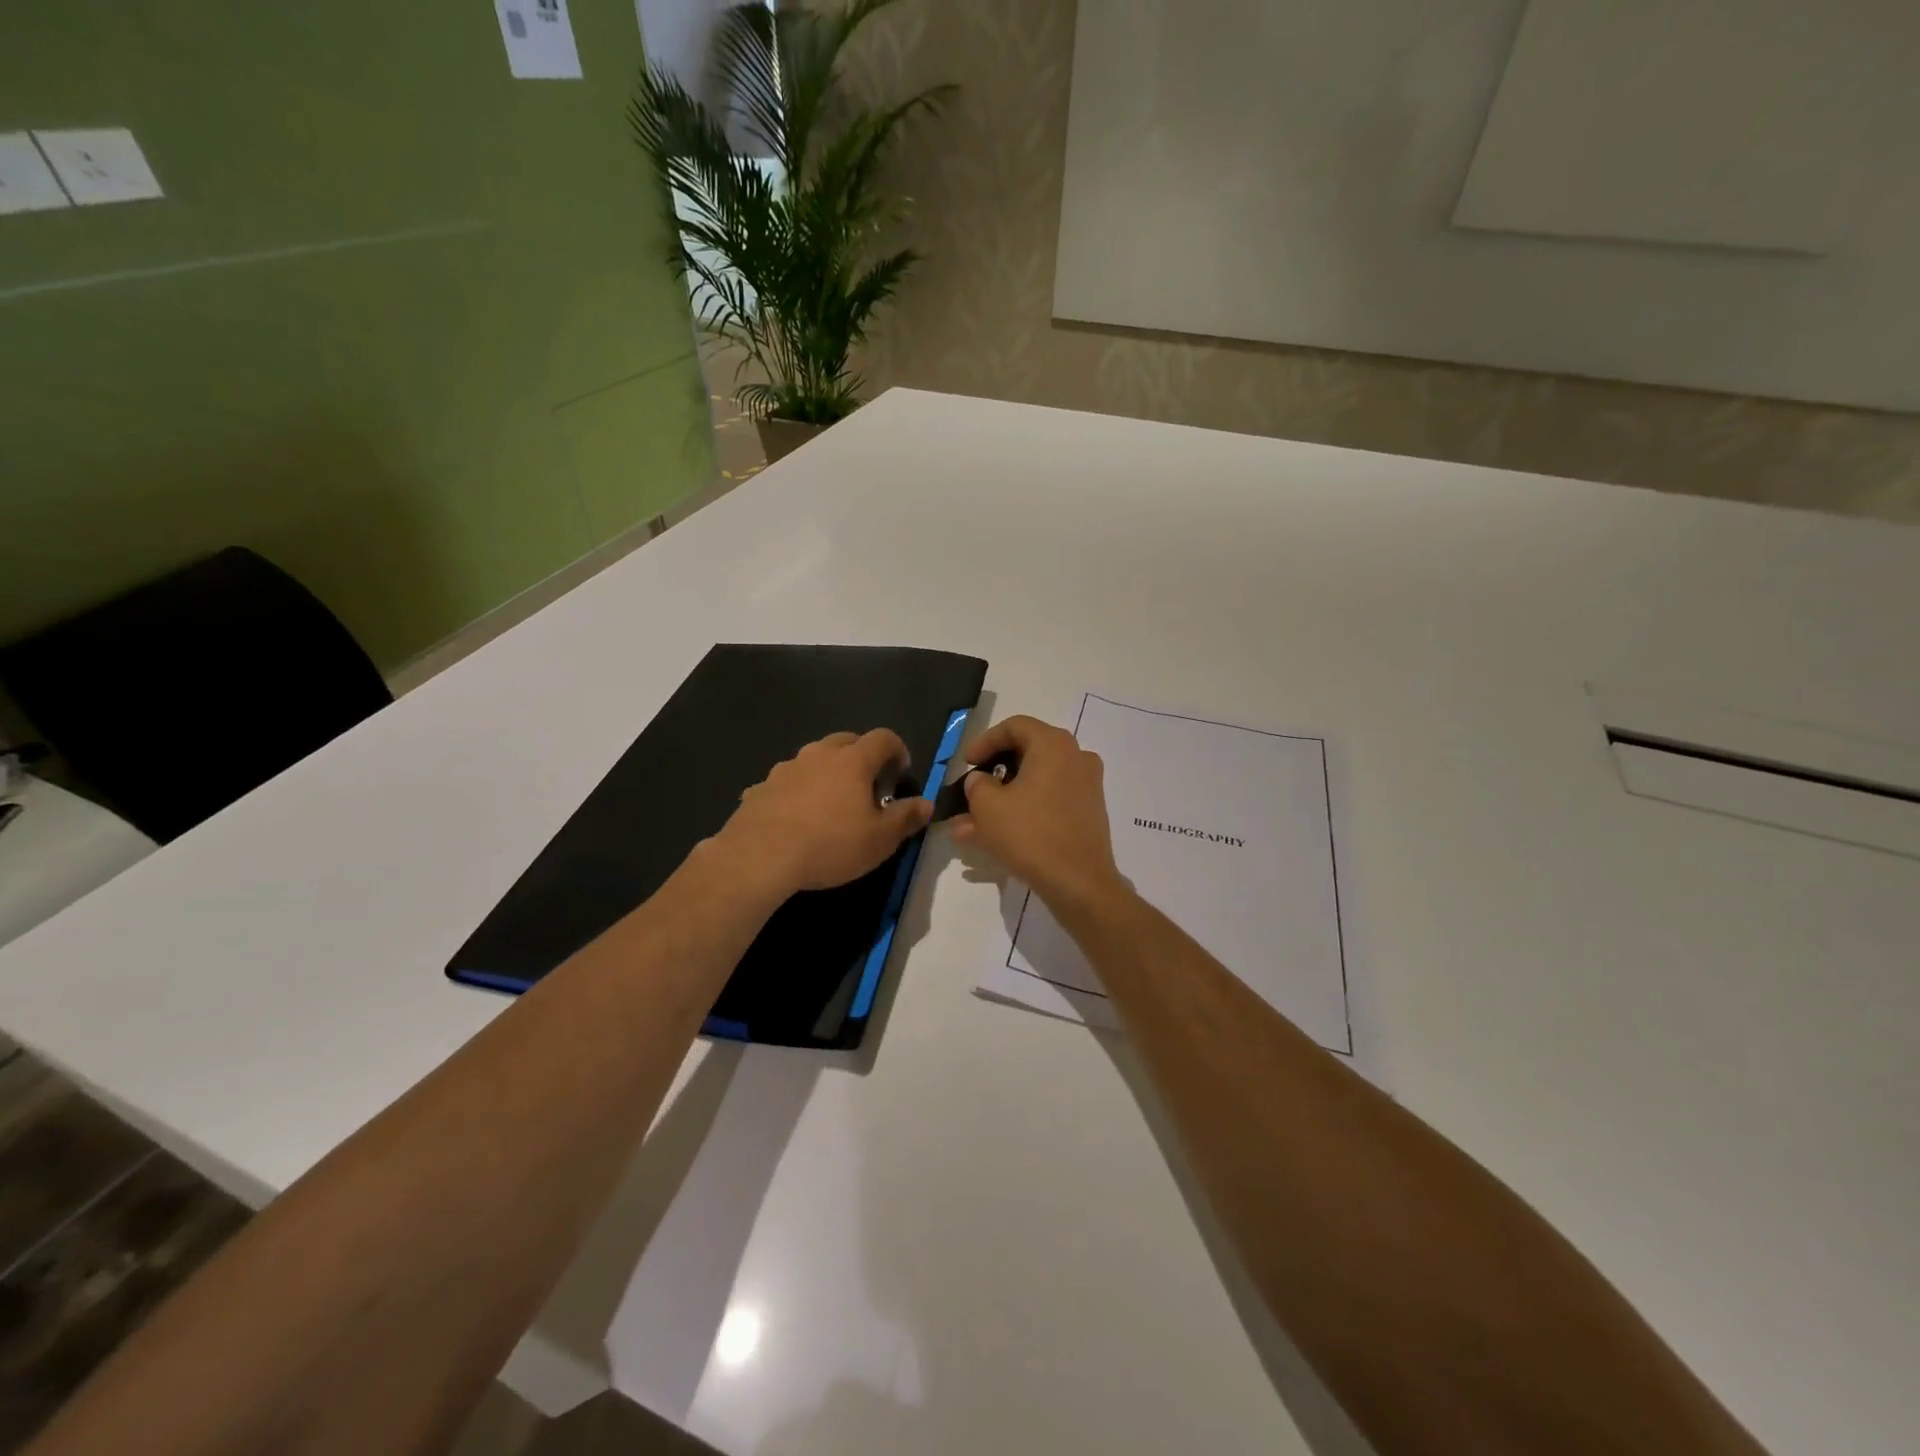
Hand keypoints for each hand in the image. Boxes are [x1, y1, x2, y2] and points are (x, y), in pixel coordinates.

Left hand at [712, 729, 932, 898]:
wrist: (759, 857)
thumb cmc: (830, 845)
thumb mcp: (880, 839)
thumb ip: (906, 817)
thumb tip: (927, 804)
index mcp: (853, 761)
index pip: (883, 738)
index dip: (897, 750)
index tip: (901, 772)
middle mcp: (818, 755)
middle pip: (846, 740)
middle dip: (862, 756)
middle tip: (868, 785)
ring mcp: (785, 769)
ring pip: (813, 759)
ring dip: (827, 772)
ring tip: (830, 803)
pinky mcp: (760, 788)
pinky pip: (785, 783)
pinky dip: (795, 792)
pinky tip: (794, 818)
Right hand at [950, 716, 1127, 914]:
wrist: (1080, 883)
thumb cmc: (1031, 834)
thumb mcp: (988, 807)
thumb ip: (977, 785)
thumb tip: (981, 781)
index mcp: (1054, 745)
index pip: (1015, 726)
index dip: (985, 741)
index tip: (966, 763)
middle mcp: (1076, 758)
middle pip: (1026, 754)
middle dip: (992, 775)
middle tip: (969, 791)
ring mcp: (1085, 787)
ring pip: (1034, 784)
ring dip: (1001, 800)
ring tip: (968, 826)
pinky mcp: (1087, 814)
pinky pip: (1047, 803)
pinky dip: (1022, 813)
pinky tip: (991, 839)